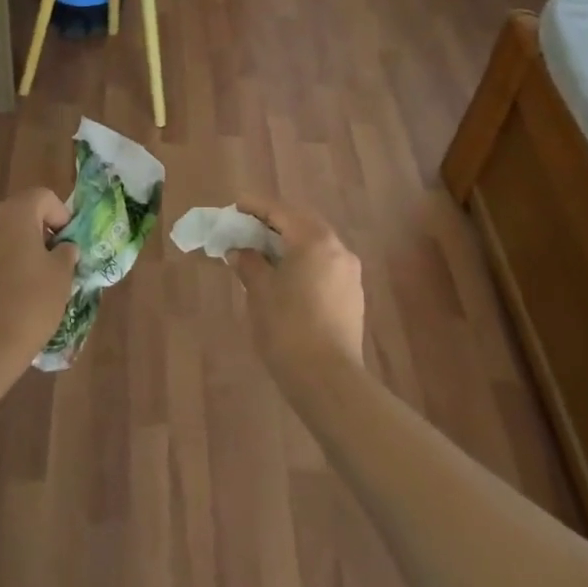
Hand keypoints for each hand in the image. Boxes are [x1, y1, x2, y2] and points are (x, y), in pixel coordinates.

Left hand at [0, 188, 77, 393]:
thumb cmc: (28, 308)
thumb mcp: (62, 278)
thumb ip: (66, 252)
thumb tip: (62, 247)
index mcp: (14, 215)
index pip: (42, 197)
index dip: (60, 215)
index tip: (67, 243)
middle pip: (14, 216)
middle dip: (32, 234)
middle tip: (46, 264)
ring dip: (6, 253)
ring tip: (18, 285)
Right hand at [227, 197, 364, 380]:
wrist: (328, 380)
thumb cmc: (288, 328)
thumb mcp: (260, 292)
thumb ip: (249, 263)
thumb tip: (239, 251)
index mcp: (314, 239)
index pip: (280, 211)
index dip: (255, 207)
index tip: (235, 206)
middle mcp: (337, 247)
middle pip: (301, 222)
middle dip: (274, 222)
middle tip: (247, 227)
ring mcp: (349, 271)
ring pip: (315, 243)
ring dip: (290, 242)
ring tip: (263, 252)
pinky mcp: (352, 293)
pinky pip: (324, 263)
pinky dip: (303, 260)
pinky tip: (286, 276)